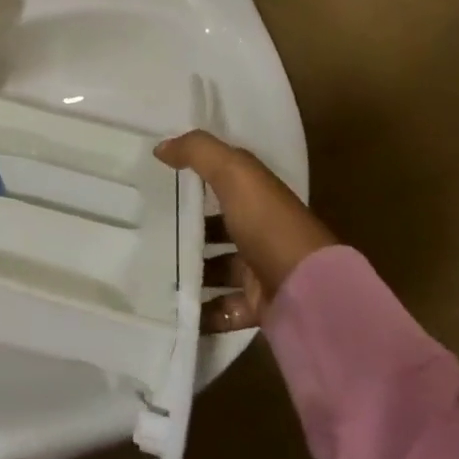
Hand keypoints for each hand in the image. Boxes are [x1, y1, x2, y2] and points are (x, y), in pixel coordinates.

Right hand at [155, 130, 335, 331]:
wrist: (309, 294)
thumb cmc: (269, 225)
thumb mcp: (234, 173)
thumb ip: (198, 151)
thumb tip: (161, 147)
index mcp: (259, 196)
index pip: (225, 180)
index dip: (196, 175)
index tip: (159, 178)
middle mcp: (262, 230)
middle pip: (219, 226)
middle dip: (187, 229)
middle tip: (148, 230)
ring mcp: (261, 270)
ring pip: (219, 267)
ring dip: (191, 271)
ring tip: (154, 270)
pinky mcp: (258, 306)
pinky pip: (223, 308)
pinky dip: (201, 310)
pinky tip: (174, 307)